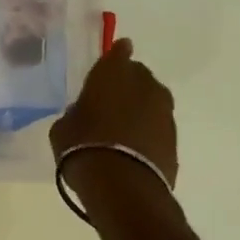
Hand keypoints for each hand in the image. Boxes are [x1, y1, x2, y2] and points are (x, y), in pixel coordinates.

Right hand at [50, 38, 177, 186]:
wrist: (123, 188)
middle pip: (138, 76)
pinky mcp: (174, 139)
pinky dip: (149, 133)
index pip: (119, 51)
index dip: (117, 54)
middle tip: (112, 103)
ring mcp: (163, 111)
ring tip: (124, 129)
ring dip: (140, 110)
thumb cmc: (84, 146)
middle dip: (128, 85)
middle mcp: (144, 84)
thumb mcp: (65, 126)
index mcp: (113, 71)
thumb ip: (77, 112)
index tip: (115, 56)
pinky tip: (136, 149)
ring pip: (152, 102)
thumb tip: (84, 114)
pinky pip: (158, 128)